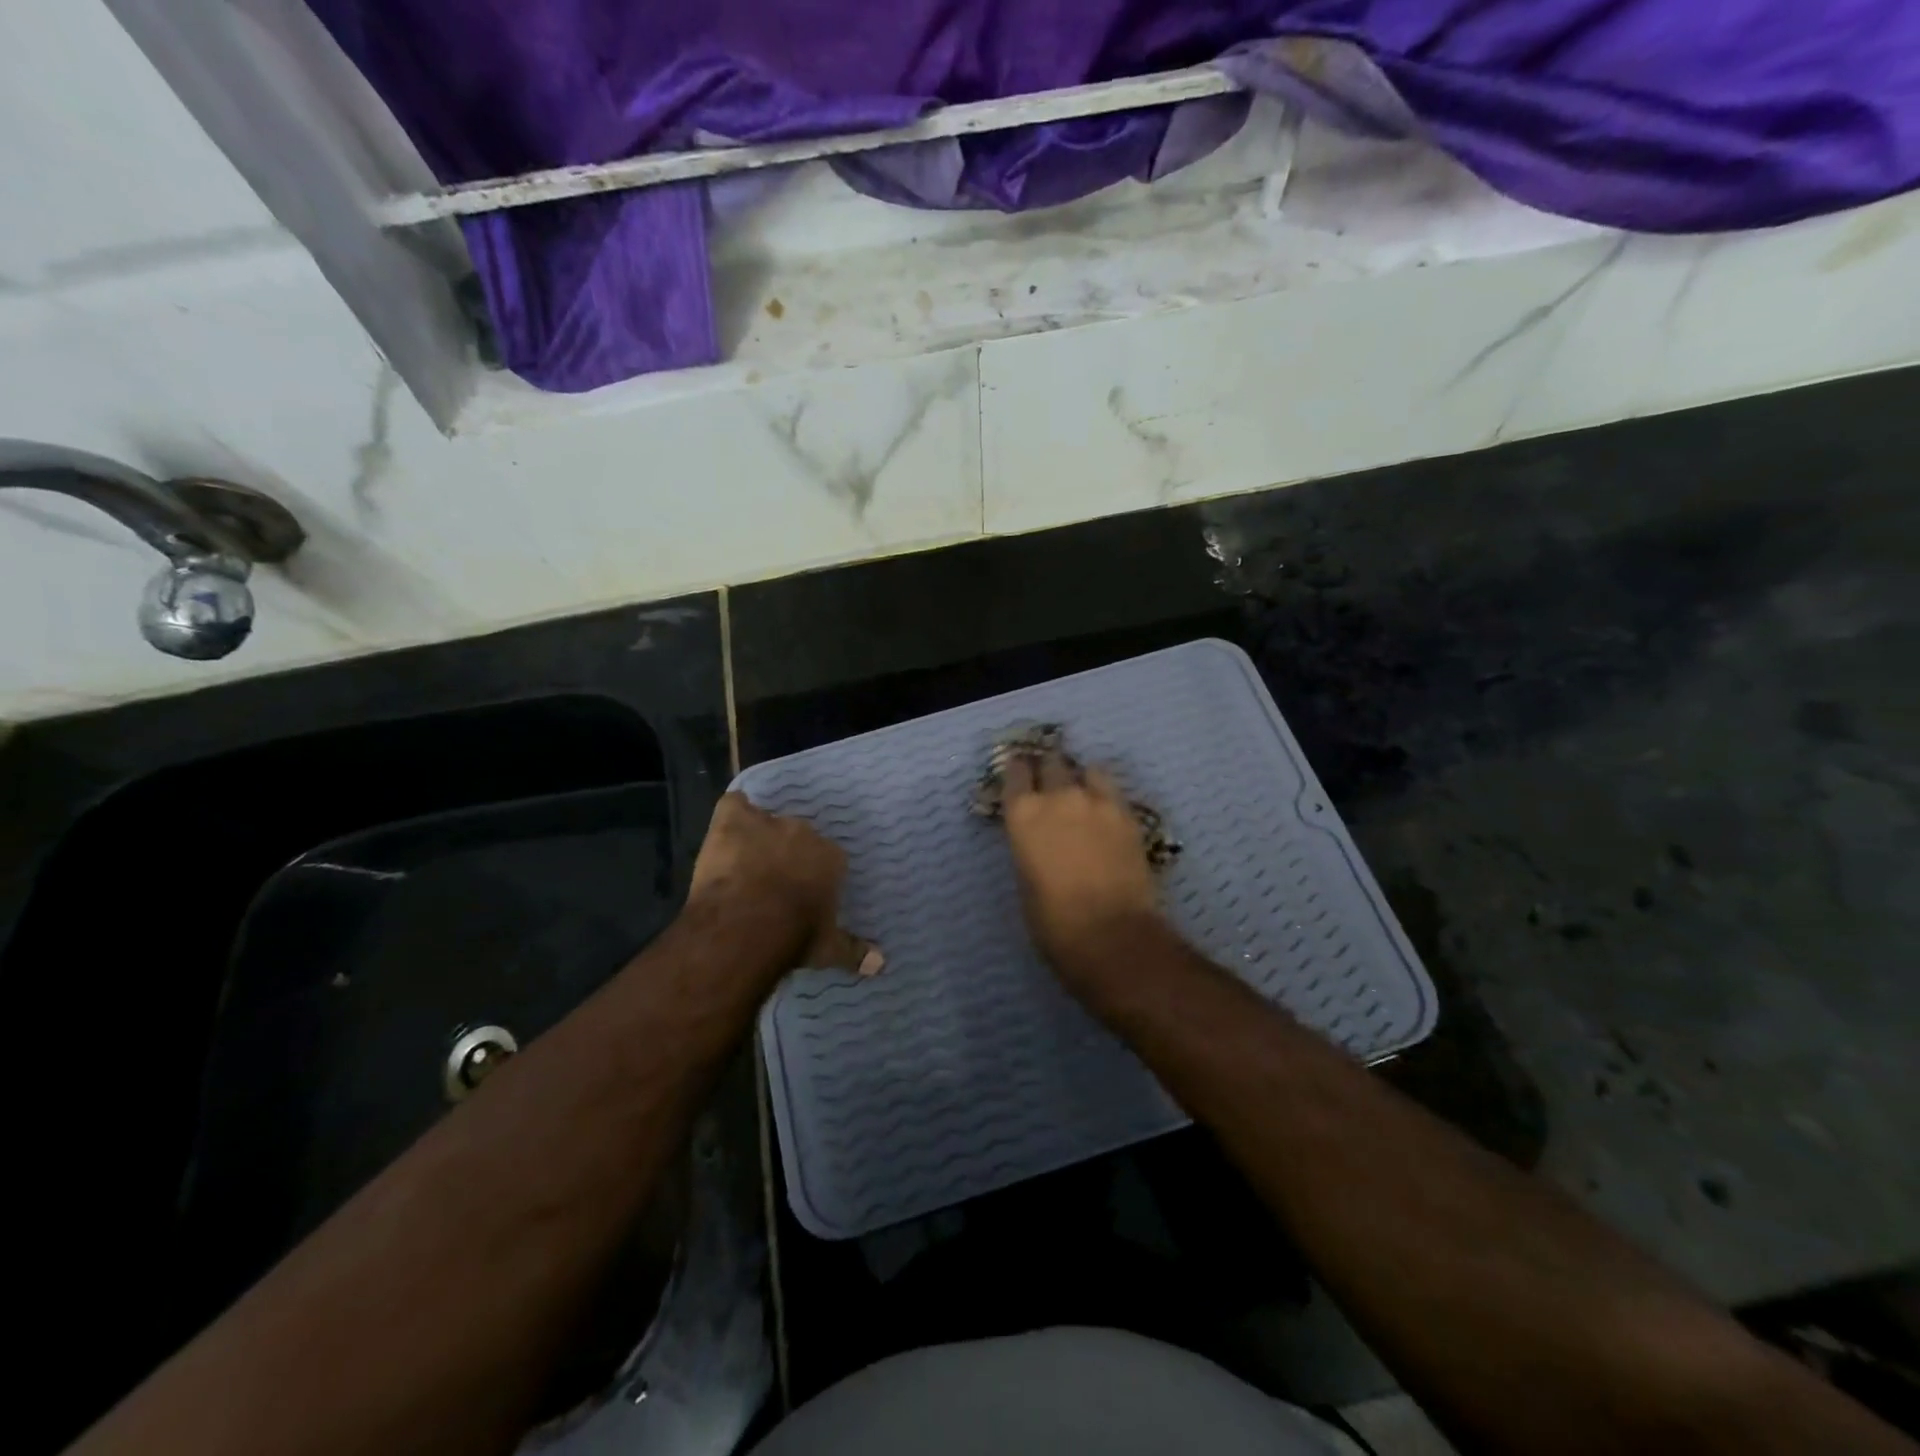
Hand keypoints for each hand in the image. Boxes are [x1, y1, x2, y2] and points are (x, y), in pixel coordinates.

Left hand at [688, 792, 881, 974]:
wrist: (746, 926)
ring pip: (765, 822)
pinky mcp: (734, 821)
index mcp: (830, 858)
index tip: (804, 891)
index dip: (813, 873)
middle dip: (787, 854)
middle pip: (797, 837)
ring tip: (747, 859)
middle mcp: (804, 833)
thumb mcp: (827, 949)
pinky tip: (727, 826)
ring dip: (758, 837)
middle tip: (773, 879)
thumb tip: (881, 965)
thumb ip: (854, 951)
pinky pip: (734, 806)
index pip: (828, 858)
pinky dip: (731, 812)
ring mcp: (768, 824)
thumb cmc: (793, 936)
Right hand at [1002, 747, 1160, 981]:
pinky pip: (1113, 790)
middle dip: (1049, 769)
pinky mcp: (1128, 814)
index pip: (1015, 772)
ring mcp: (1097, 801)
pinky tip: (1105, 812)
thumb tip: (1039, 839)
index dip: (1017, 771)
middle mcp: (1058, 796)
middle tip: (1050, 783)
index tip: (1019, 776)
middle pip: (1052, 762)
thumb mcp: (1025, 881)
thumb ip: (1029, 847)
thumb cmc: (1054, 922)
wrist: (1112, 935)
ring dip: (1081, 778)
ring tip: (1082, 794)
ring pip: (1087, 769)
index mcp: (1023, 815)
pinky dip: (1105, 794)